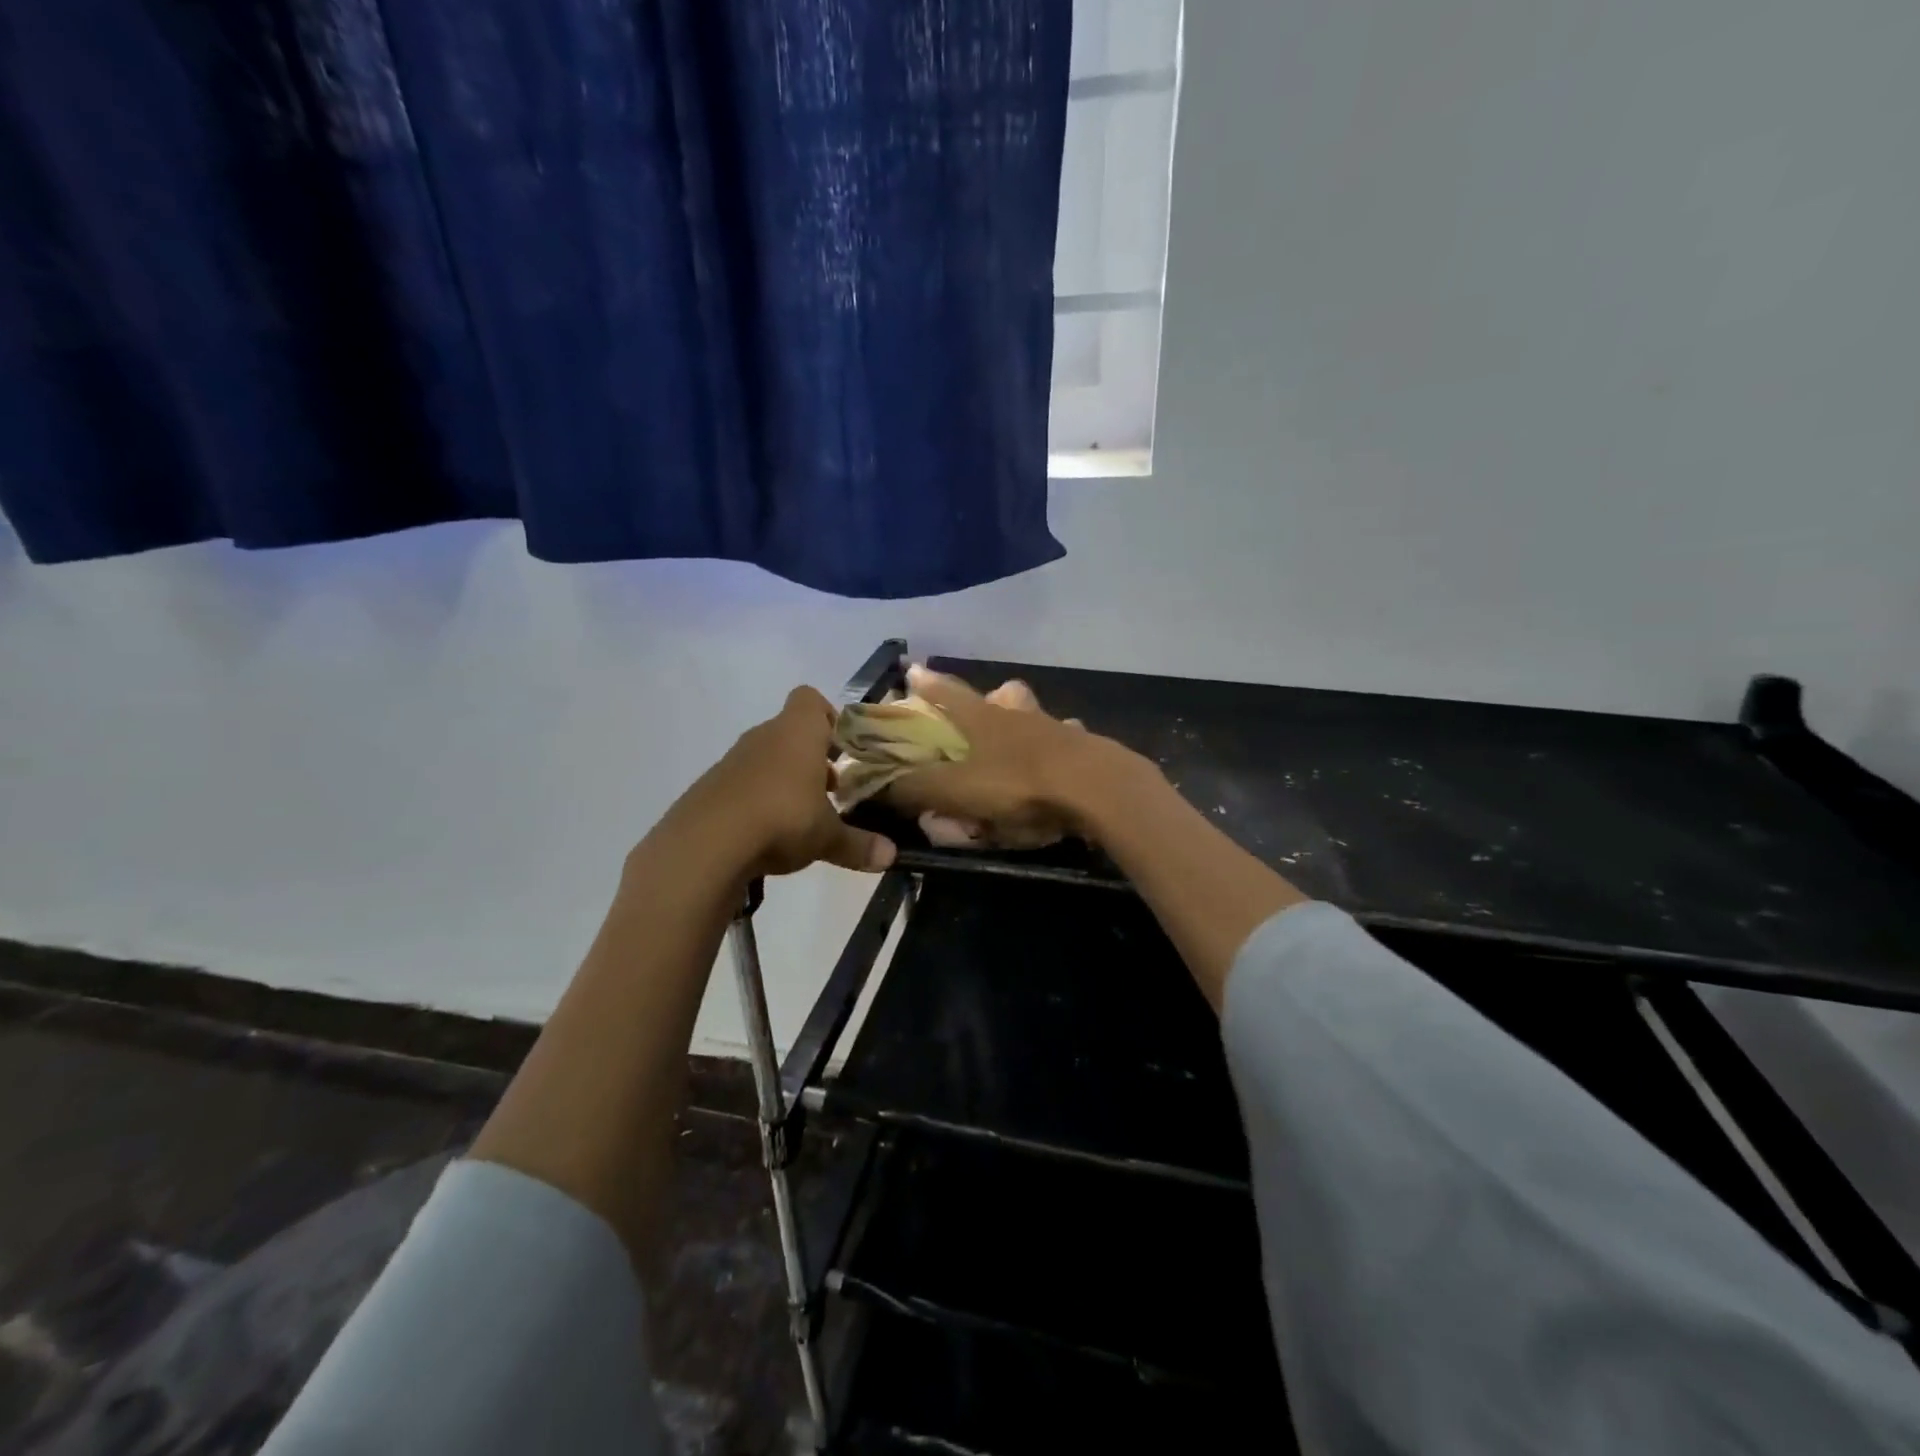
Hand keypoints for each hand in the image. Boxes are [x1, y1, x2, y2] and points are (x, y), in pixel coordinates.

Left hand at [664, 687, 896, 878]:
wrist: (704, 845)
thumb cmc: (781, 820)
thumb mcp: (827, 837)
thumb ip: (859, 845)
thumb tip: (892, 856)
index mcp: (797, 733)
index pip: (810, 700)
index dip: (828, 718)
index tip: (842, 749)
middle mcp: (764, 737)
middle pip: (791, 732)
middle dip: (812, 759)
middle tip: (831, 791)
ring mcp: (732, 762)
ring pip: (767, 760)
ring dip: (785, 781)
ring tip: (801, 817)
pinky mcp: (710, 789)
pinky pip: (742, 785)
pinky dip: (757, 802)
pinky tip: (766, 835)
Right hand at [886, 665, 1144, 839]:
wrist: (1096, 789)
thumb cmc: (1018, 785)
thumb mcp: (956, 790)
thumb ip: (915, 788)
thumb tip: (877, 783)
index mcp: (983, 719)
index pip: (947, 693)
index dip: (927, 683)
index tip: (912, 670)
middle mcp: (1019, 715)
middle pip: (1002, 694)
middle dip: (989, 698)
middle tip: (984, 709)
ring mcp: (1057, 728)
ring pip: (1038, 713)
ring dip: (1028, 719)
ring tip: (1021, 738)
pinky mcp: (1087, 748)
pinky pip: (1069, 742)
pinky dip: (1061, 748)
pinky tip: (1061, 765)